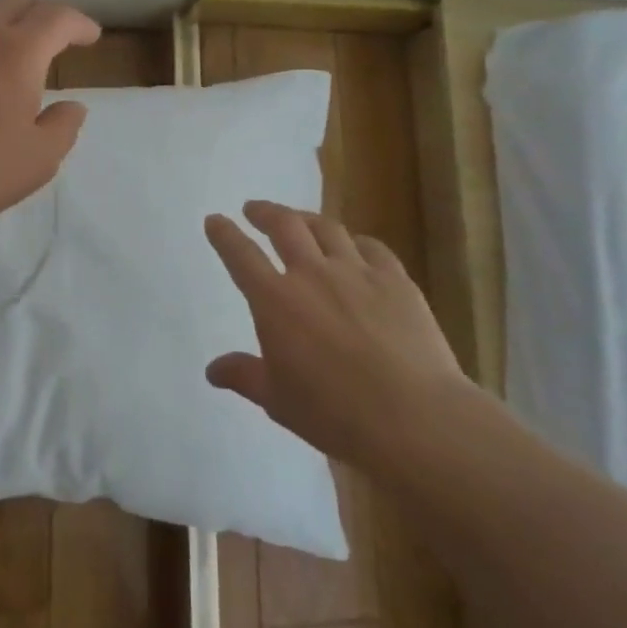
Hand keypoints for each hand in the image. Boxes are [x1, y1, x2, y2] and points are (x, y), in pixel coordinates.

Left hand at [0, 0, 101, 236]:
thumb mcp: (36, 162)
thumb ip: (63, 128)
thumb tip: (72, 106)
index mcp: (17, 52)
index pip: (57, 17)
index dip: (80, 23)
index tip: (90, 36)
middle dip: (41, 9)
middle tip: (53, 37)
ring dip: (0, 27)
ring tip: (5, 63)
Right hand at [204, 201, 477, 471]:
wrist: (414, 417)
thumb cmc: (335, 414)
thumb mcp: (278, 401)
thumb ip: (244, 376)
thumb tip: (212, 370)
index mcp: (275, 301)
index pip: (241, 255)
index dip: (224, 235)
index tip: (215, 220)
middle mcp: (312, 274)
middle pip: (284, 225)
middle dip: (264, 212)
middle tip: (254, 210)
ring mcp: (357, 272)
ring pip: (326, 228)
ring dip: (306, 218)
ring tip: (299, 220)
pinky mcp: (395, 280)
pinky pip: (372, 247)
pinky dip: (356, 242)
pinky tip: (356, 247)